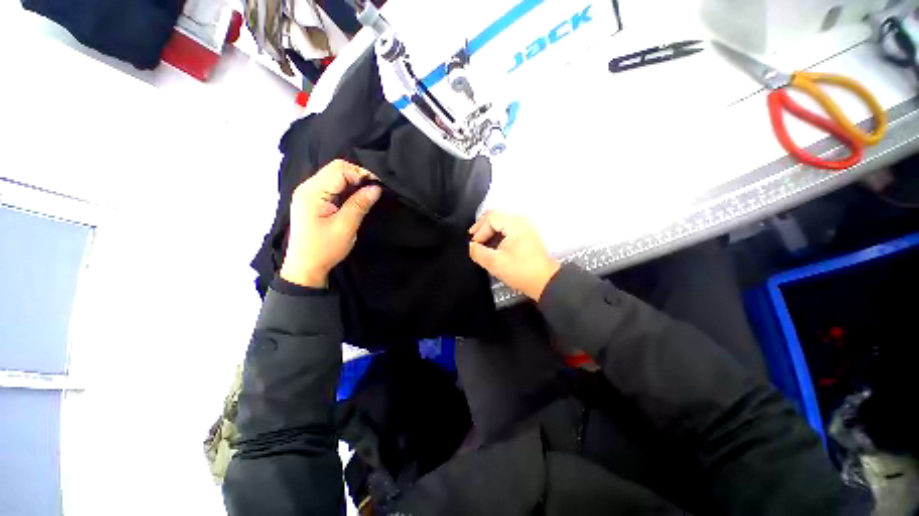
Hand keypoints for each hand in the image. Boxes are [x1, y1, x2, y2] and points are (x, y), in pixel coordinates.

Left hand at [280, 159, 381, 287]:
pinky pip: (332, 187)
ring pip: (335, 177)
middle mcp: (308, 187)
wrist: (305, 267)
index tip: (377, 187)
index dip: (361, 174)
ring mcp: (308, 194)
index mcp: (312, 192)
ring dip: (353, 184)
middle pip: (336, 170)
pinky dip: (346, 191)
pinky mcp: (312, 201)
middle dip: (358, 177)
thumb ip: (360, 204)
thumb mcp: (346, 226)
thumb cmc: (324, 249)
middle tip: (374, 192)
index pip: (339, 169)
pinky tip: (355, 200)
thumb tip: (376, 188)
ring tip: (367, 197)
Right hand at [468, 211, 560, 300]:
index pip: (490, 218)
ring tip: (481, 243)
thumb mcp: (494, 262)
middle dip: (482, 228)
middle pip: (495, 216)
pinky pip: (507, 227)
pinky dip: (497, 234)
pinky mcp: (526, 233)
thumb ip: (478, 252)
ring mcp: (525, 226)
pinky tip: (492, 245)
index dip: (479, 230)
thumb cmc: (522, 271)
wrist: (544, 281)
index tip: (475, 244)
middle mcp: (521, 220)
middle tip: (474, 240)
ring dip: (489, 231)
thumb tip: (470, 246)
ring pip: (501, 221)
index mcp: (515, 224)